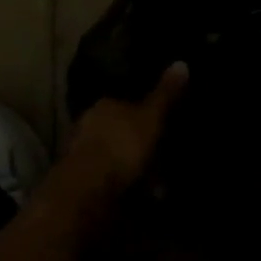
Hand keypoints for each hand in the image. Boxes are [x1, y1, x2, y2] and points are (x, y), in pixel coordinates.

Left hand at [55, 62, 185, 204]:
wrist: (87, 190)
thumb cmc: (122, 145)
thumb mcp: (151, 117)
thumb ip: (165, 94)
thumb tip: (181, 62)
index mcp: (104, 105)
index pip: (124, 103)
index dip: (143, 113)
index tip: (159, 125)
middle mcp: (87, 124)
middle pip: (117, 130)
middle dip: (136, 142)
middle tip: (160, 156)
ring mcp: (80, 153)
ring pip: (112, 155)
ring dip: (130, 167)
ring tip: (155, 184)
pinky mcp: (78, 181)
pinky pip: (107, 178)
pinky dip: (122, 186)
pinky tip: (139, 198)